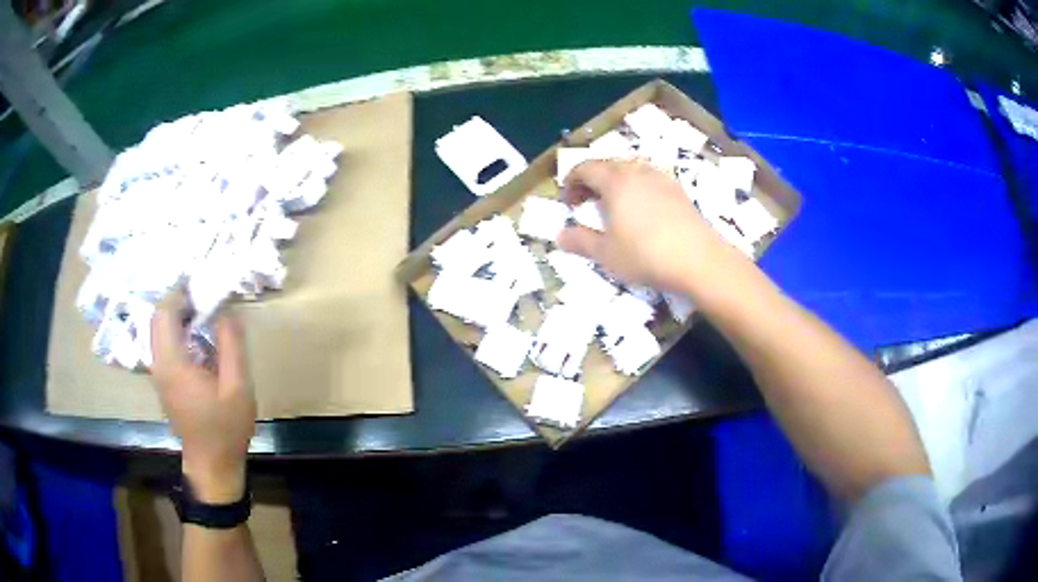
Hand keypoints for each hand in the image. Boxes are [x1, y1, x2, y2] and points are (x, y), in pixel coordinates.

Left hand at [151, 292, 255, 503]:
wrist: (212, 465)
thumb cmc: (225, 428)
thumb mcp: (238, 387)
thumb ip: (231, 344)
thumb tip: (227, 310)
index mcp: (173, 363)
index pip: (165, 312)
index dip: (180, 291)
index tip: (203, 283)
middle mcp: (158, 364)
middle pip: (158, 318)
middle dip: (178, 301)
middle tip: (205, 297)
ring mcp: (158, 373)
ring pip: (158, 330)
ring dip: (177, 315)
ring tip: (203, 314)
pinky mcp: (163, 381)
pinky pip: (163, 345)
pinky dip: (176, 331)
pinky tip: (197, 339)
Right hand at [557, 160, 742, 291]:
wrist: (699, 260)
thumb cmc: (646, 255)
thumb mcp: (606, 254)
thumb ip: (580, 241)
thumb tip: (559, 235)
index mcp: (615, 181)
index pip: (585, 168)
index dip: (570, 182)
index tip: (567, 202)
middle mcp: (637, 171)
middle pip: (607, 165)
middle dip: (591, 180)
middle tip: (585, 202)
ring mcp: (661, 178)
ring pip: (630, 170)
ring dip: (614, 182)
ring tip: (612, 205)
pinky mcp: (678, 190)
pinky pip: (648, 179)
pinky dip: (635, 187)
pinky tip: (640, 211)